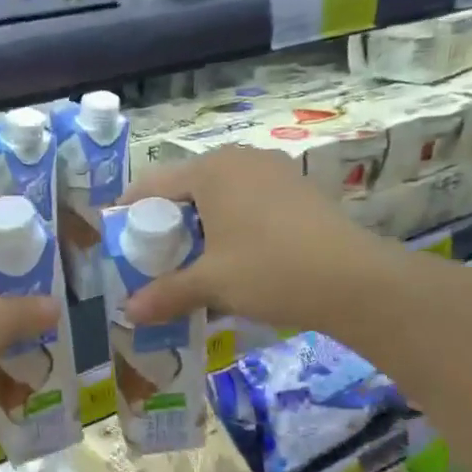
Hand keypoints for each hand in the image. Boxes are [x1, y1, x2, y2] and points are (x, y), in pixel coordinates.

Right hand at [120, 146, 397, 330]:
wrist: (355, 280)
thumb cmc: (270, 270)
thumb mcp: (211, 284)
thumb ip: (166, 293)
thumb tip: (128, 312)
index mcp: (211, 170)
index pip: (152, 184)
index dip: (129, 212)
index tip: (117, 240)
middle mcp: (240, 159)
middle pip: (186, 188)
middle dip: (166, 222)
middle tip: (154, 258)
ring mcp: (273, 172)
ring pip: (219, 196)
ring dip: (200, 227)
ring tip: (192, 262)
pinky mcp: (297, 190)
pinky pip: (248, 203)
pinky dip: (231, 227)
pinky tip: (235, 259)